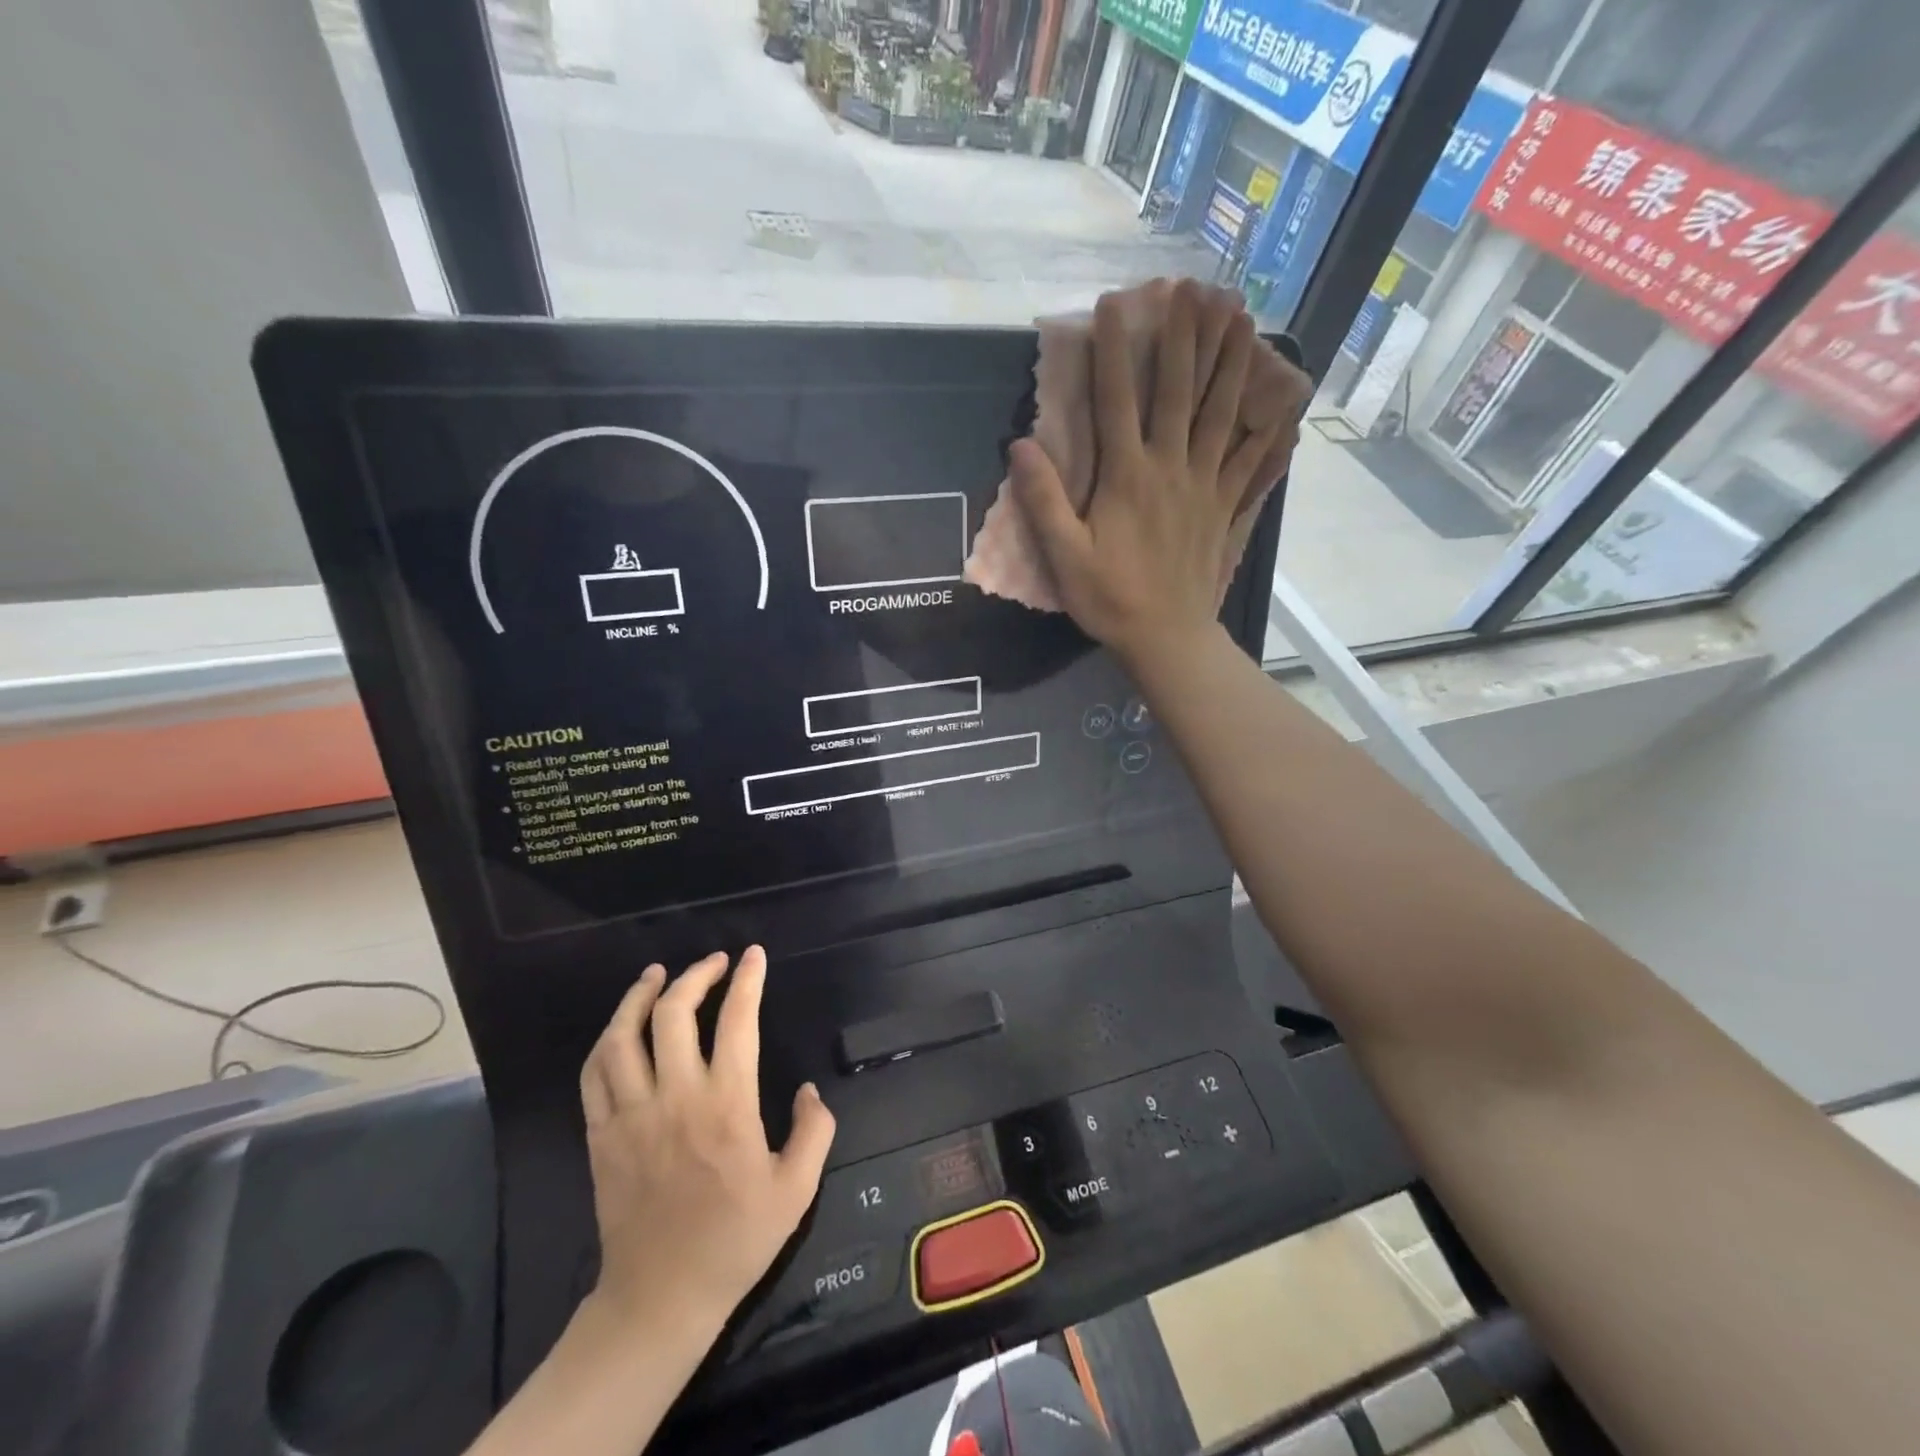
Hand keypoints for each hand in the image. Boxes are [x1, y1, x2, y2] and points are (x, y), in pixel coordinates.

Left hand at [578, 947, 834, 1341]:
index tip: (753, 956)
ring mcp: (631, 1115)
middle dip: (695, 975)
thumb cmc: (736, 1240)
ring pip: (623, 1036)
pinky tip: (620, 1027)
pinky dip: (606, 1040)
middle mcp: (676, 1097)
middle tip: (713, 962)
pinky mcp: (601, 1135)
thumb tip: (809, 1090)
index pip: (737, 1020)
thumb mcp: (797, 1190)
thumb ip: (814, 1131)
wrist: (662, 1298)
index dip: (747, 980)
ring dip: (639, 996)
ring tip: (656, 975)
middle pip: (674, 1014)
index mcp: (727, 1104)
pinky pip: (594, 1074)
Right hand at [1011, 280, 1283, 668]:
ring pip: (1220, 413)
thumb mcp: (1064, 556)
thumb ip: (1044, 500)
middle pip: (1179, 391)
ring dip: (1229, 361)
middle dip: (1184, 335)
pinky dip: (1265, 427)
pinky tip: (1280, 401)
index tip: (1114, 303)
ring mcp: (1205, 485)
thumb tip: (1020, 445)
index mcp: (1127, 477)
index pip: (1117, 400)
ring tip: (1240, 315)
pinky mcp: (1225, 507)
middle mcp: (1170, 468)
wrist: (1166, 638)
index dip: (1114, 349)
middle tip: (1193, 286)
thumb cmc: (1110, 599)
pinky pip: (1250, 460)